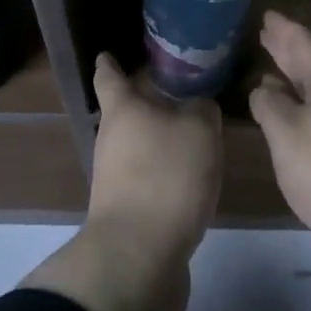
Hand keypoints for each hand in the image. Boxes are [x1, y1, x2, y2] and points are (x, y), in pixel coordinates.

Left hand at [88, 51, 222, 261]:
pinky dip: (166, 171)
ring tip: (196, 133)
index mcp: (123, 109)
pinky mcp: (126, 210)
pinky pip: (147, 176)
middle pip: (127, 110)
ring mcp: (114, 177)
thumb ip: (202, 109)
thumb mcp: (199, 130)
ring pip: (138, 144)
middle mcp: (111, 138)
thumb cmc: (166, 176)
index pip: (109, 76)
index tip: (109, 53)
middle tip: (183, 90)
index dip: (109, 63)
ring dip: (161, 137)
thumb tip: (197, 105)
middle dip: (150, 101)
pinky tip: (192, 176)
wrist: (138, 257)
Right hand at [249, 11, 310, 255]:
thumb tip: (265, 87)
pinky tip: (303, 120)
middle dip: (291, 51)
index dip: (284, 30)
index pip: (304, 44)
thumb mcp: (287, 136)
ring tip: (278, 74)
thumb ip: (270, 107)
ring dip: (300, 79)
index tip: (268, 15)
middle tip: (269, 35)